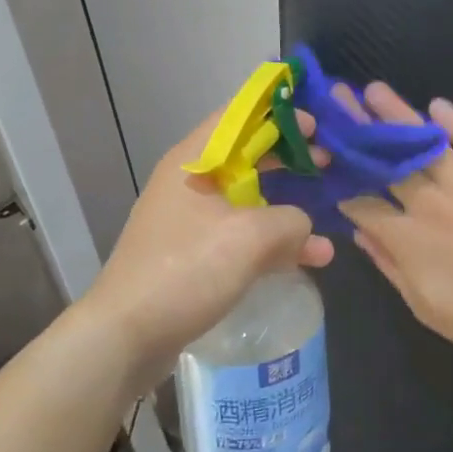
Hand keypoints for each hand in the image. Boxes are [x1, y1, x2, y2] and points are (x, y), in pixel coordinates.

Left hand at [83, 106, 334, 386]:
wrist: (125, 337)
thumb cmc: (186, 269)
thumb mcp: (250, 238)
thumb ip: (291, 222)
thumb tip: (306, 228)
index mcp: (194, 161)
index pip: (238, 115)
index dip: (279, 113)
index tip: (316, 125)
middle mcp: (189, 183)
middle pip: (246, 155)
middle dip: (288, 158)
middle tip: (327, 163)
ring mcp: (190, 220)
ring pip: (247, 198)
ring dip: (287, 206)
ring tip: (325, 215)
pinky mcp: (193, 255)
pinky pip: (240, 234)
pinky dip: (272, 240)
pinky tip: (308, 259)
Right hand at [338, 83, 452, 361]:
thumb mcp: (422, 305)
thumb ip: (388, 265)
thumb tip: (358, 230)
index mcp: (409, 239)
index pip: (364, 203)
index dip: (344, 183)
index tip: (332, 163)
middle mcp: (432, 204)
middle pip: (388, 161)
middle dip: (360, 130)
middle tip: (340, 98)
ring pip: (425, 143)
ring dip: (398, 114)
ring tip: (376, 90)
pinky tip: (437, 105)